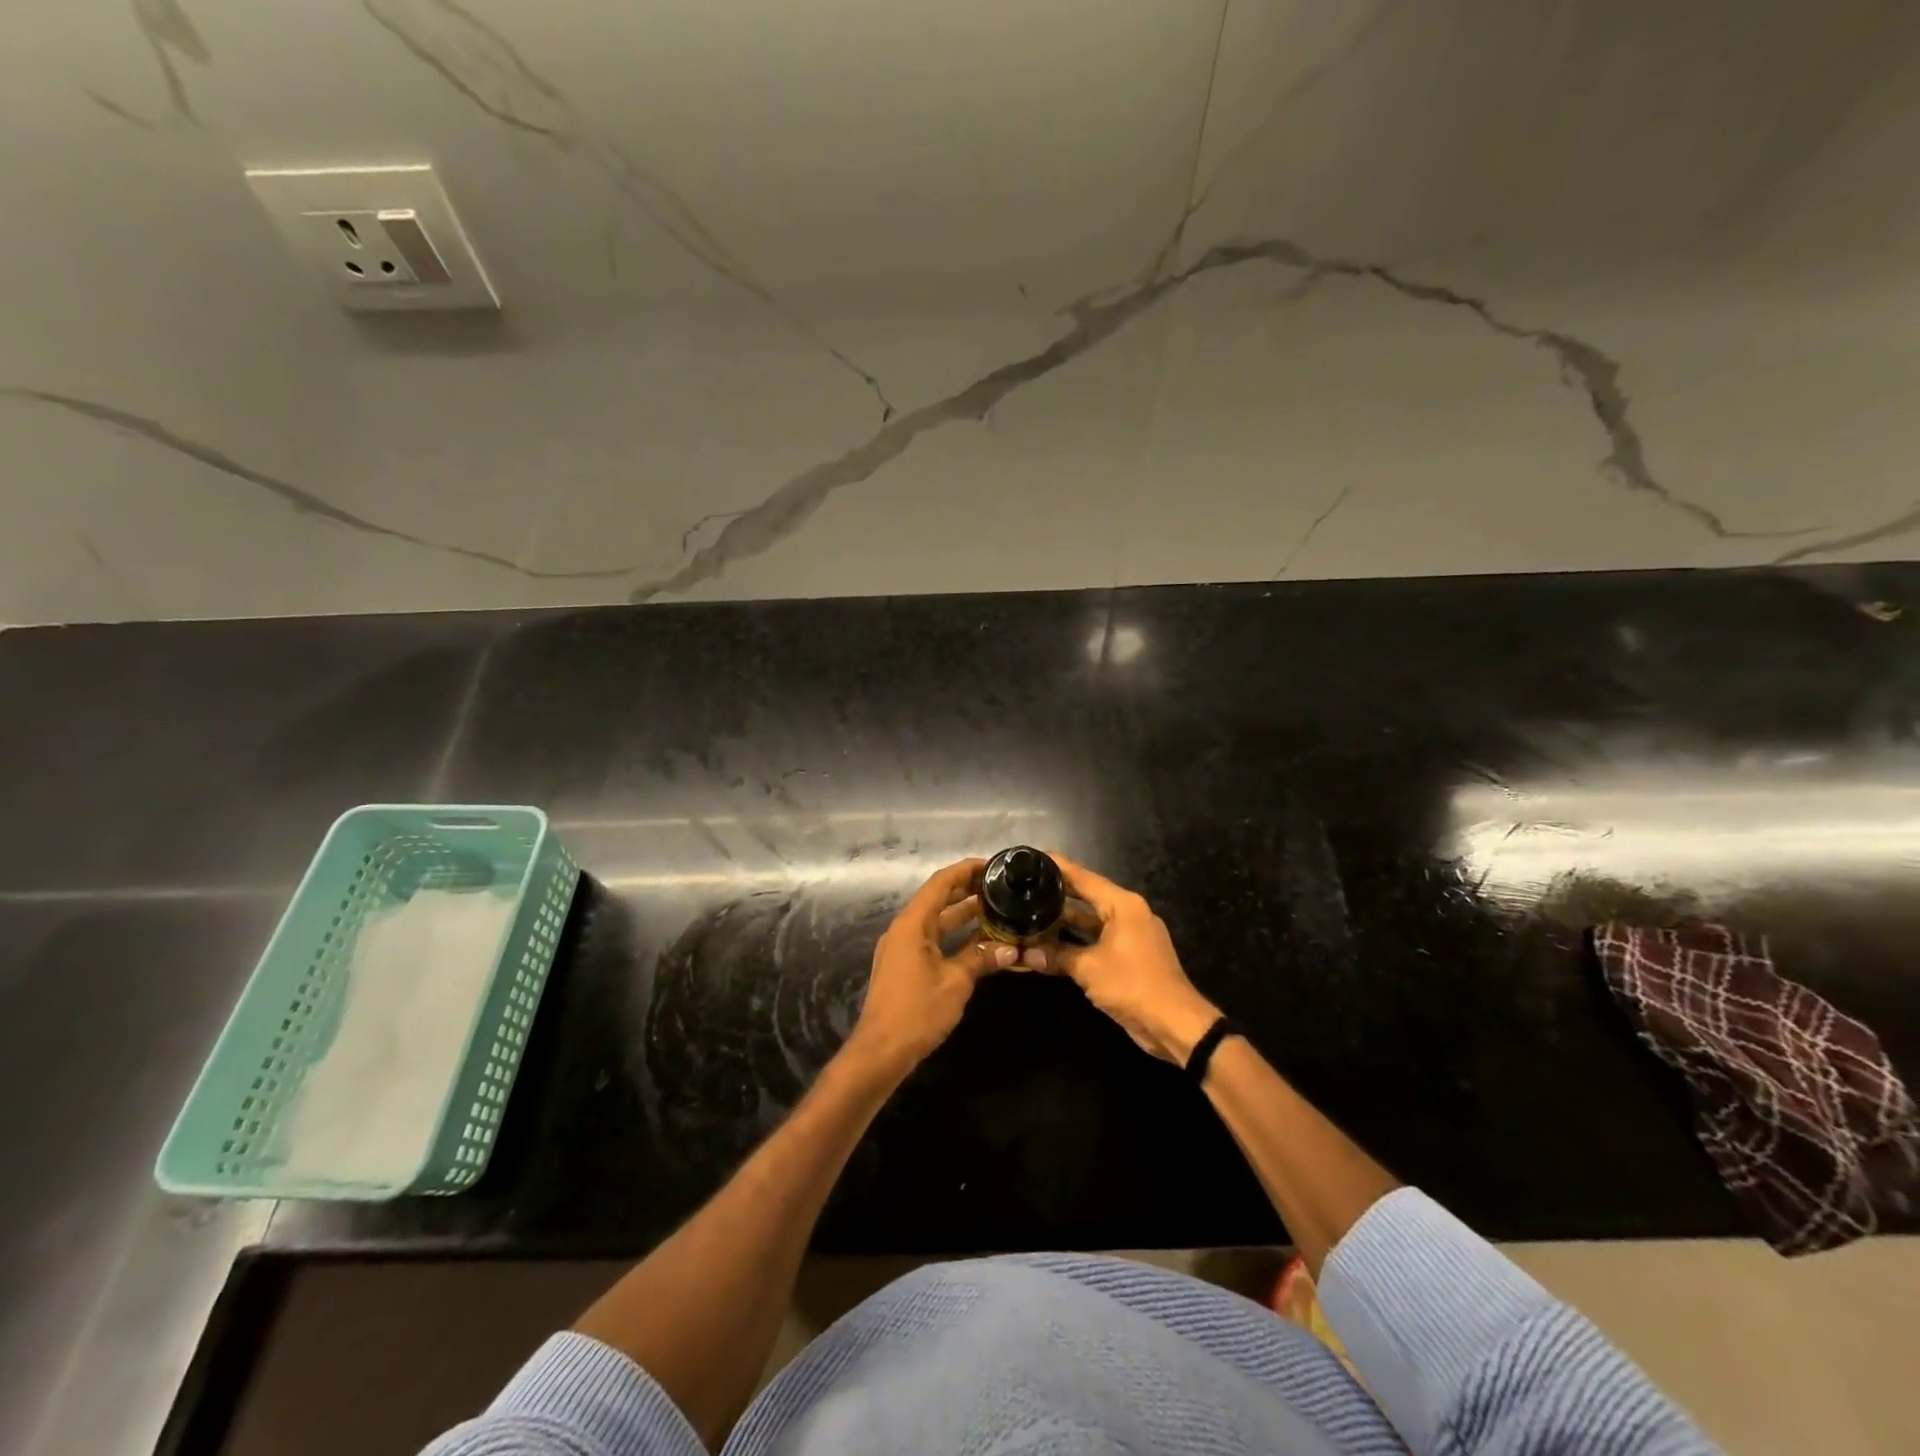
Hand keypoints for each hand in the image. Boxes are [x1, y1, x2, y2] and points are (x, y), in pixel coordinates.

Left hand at [845, 859, 1017, 1079]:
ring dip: (962, 914)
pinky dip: (953, 935)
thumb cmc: (917, 1011)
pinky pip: (932, 939)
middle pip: (937, 899)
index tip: (992, 865)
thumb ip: (980, 958)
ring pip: (935, 921)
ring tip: (995, 908)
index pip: (941, 883)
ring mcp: (902, 948)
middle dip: (967, 890)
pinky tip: (977, 941)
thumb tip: (1010, 947)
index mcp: (913, 924)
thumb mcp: (956, 982)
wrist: (880, 1051)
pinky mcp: (904, 966)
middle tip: (1000, 887)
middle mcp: (904, 929)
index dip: (966, 870)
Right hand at [1042, 855, 1220, 1063]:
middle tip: (1027, 888)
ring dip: (1066, 923)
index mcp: (1123, 905)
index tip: (1034, 859)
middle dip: (1059, 895)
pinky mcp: (1131, 957)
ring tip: (1032, 915)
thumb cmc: (1133, 985)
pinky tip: (1053, 945)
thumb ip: (1057, 956)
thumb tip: (1026, 954)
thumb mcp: (1089, 968)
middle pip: (1088, 897)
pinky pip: (1099, 940)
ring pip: (1092, 921)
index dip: (1059, 867)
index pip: (1084, 878)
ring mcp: (1131, 936)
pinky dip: (1078, 942)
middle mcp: (1129, 914)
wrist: (1174, 1024)